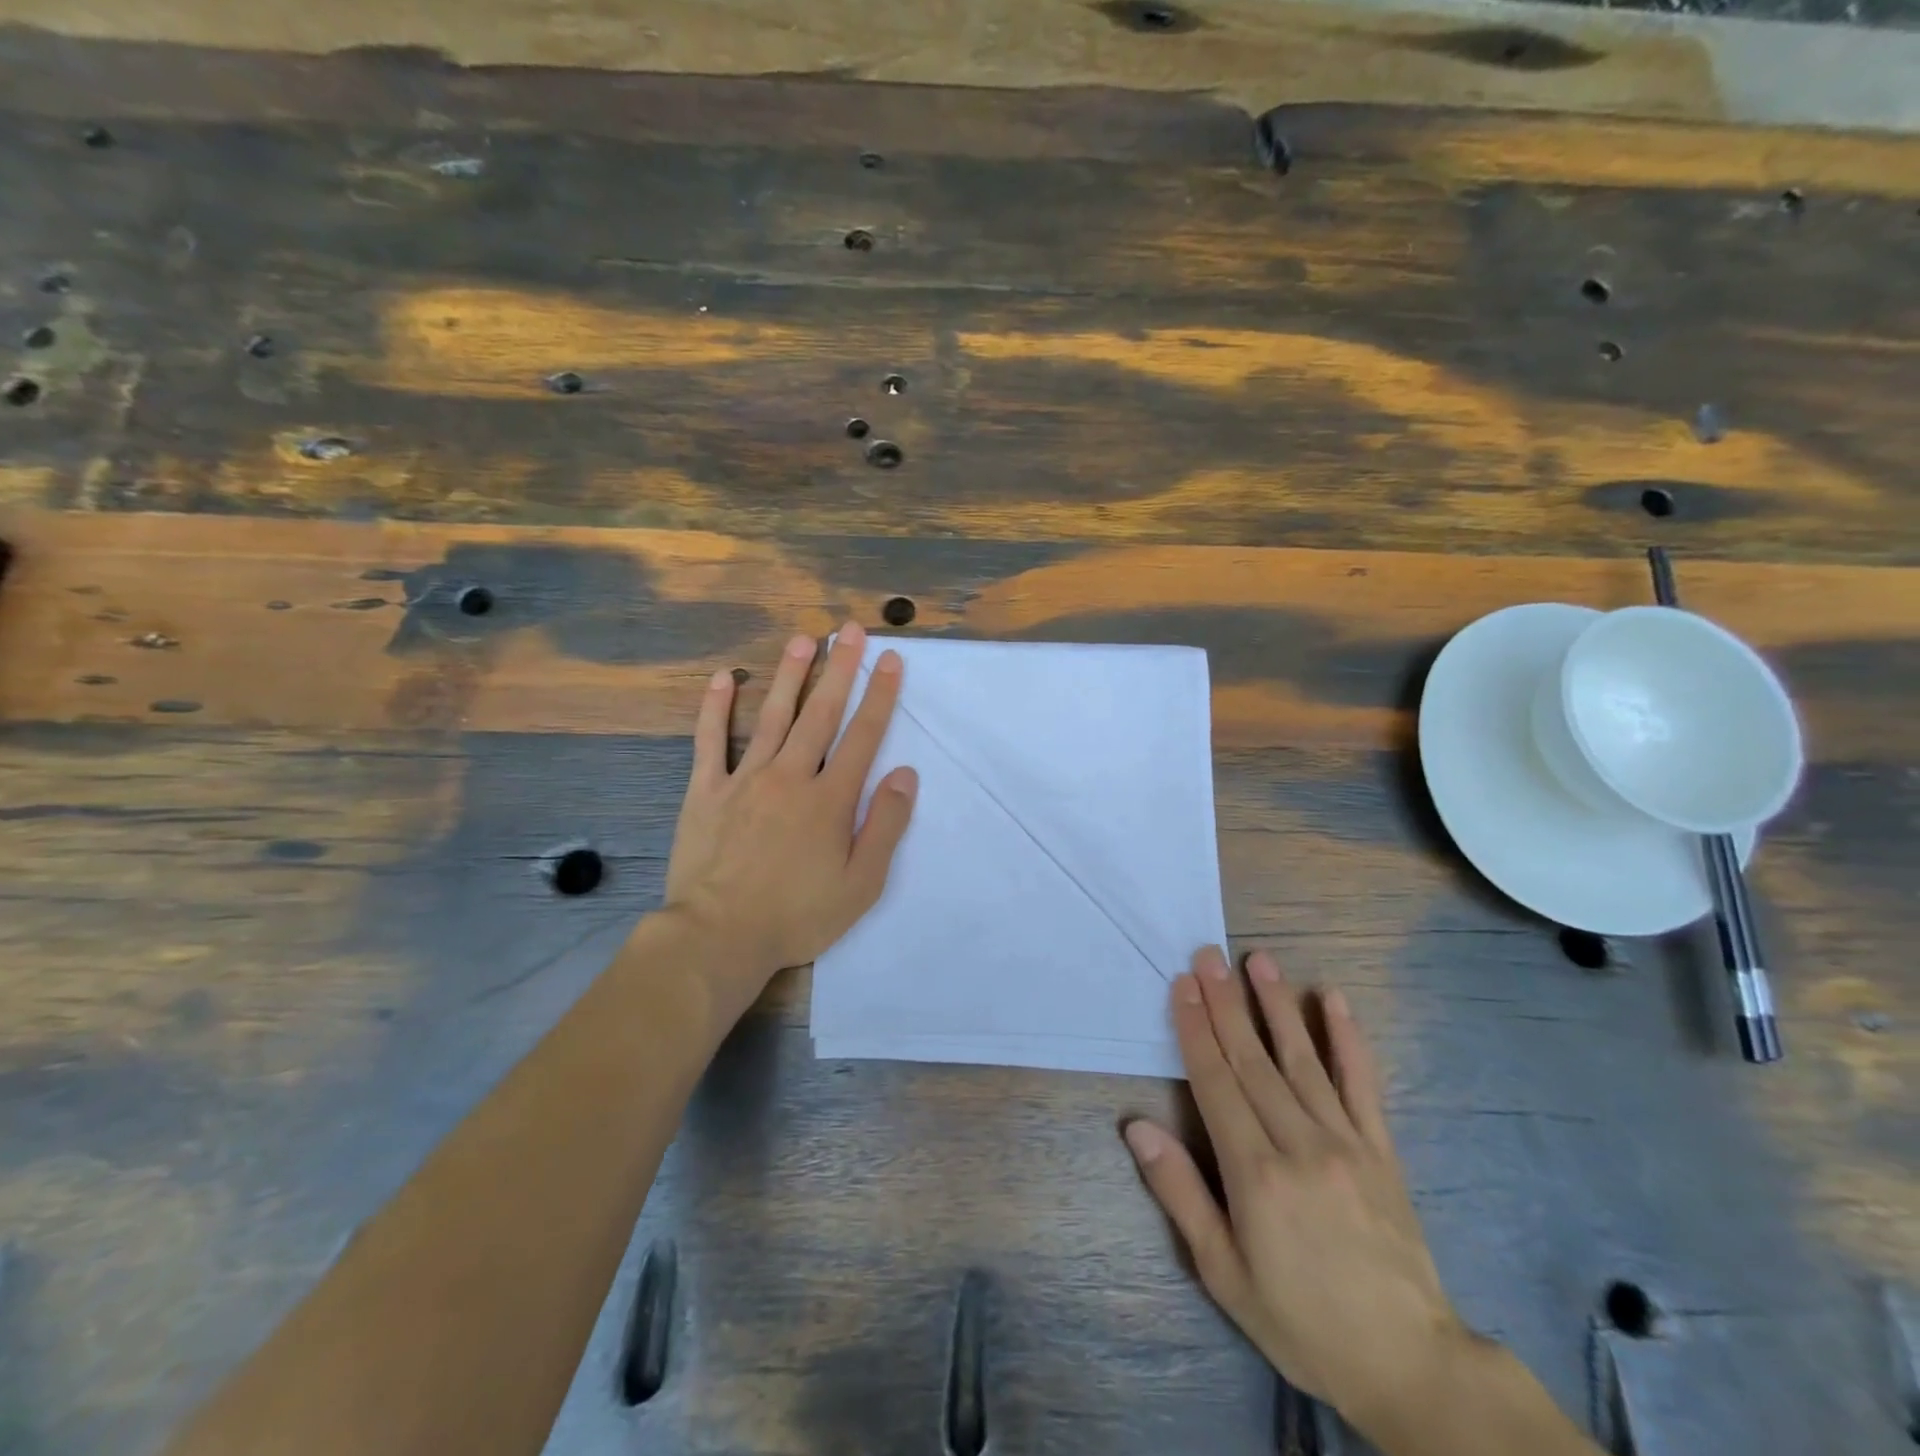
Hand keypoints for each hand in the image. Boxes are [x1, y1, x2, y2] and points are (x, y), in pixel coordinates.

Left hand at [664, 622, 916, 1014]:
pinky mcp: (705, 791)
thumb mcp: (861, 884)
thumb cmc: (798, 915)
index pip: (863, 735)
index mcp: (830, 799)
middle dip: (840, 668)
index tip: (890, 659)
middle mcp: (791, 776)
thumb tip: (906, 775)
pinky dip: (716, 708)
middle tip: (850, 629)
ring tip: (803, 638)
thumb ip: (886, 825)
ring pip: (772, 716)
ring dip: (790, 675)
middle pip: (821, 713)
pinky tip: (722, 678)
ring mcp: (745, 779)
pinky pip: (710, 742)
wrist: (719, 936)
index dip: (880, 695)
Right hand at [1123, 947, 1467, 1435]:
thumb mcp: (1225, 1273)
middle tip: (1209, 955)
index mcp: (1256, 1173)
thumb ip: (1181, 1194)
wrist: (1411, 1366)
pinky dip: (1348, 1040)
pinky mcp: (1382, 1150)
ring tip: (1259, 960)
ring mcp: (1346, 1142)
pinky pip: (1363, 1085)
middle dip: (1226, 1003)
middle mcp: (1299, 1144)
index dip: (1196, 1029)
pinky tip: (1334, 1001)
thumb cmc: (1302, 1322)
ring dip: (1277, 1005)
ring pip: (1302, 1060)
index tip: (1183, 984)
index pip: (1216, 1082)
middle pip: (1253, 1060)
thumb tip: (1137, 1127)